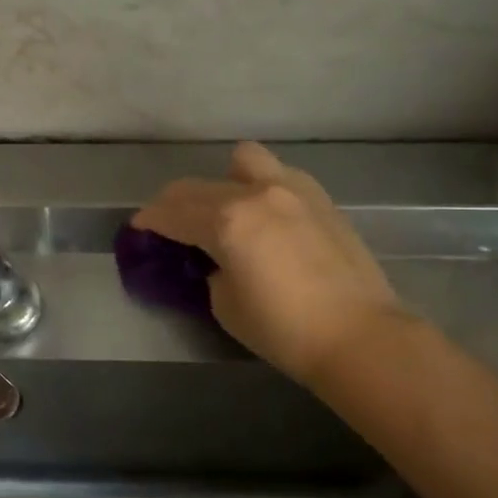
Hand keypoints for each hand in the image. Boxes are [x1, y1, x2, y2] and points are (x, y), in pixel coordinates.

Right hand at [131, 141, 406, 387]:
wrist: (359, 335)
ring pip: (243, 161)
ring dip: (222, 181)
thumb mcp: (226, 305)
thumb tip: (215, 258)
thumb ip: (211, 270)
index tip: (138, 227)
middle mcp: (256, 193)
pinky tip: (265, 215)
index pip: (173, 213)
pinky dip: (259, 186)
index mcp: (227, 222)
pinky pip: (277, 175)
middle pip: (198, 186)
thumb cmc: (284, 331)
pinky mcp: (320, 198)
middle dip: (175, 202)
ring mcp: (292, 189)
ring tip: (225, 209)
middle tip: (169, 223)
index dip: (149, 220)